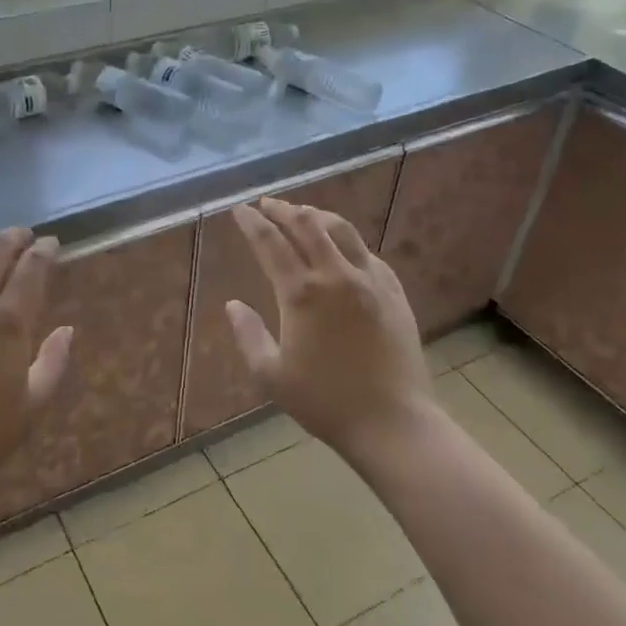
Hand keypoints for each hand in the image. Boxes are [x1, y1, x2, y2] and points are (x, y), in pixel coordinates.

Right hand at [226, 199, 432, 462]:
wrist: (393, 422)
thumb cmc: (325, 401)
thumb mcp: (271, 375)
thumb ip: (248, 335)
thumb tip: (232, 305)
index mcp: (301, 293)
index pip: (270, 242)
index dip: (252, 222)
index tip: (239, 210)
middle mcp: (336, 275)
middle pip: (306, 225)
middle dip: (282, 209)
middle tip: (266, 204)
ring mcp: (369, 280)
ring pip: (341, 230)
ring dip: (316, 215)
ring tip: (302, 213)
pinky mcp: (393, 291)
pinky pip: (367, 252)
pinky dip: (346, 240)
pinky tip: (341, 246)